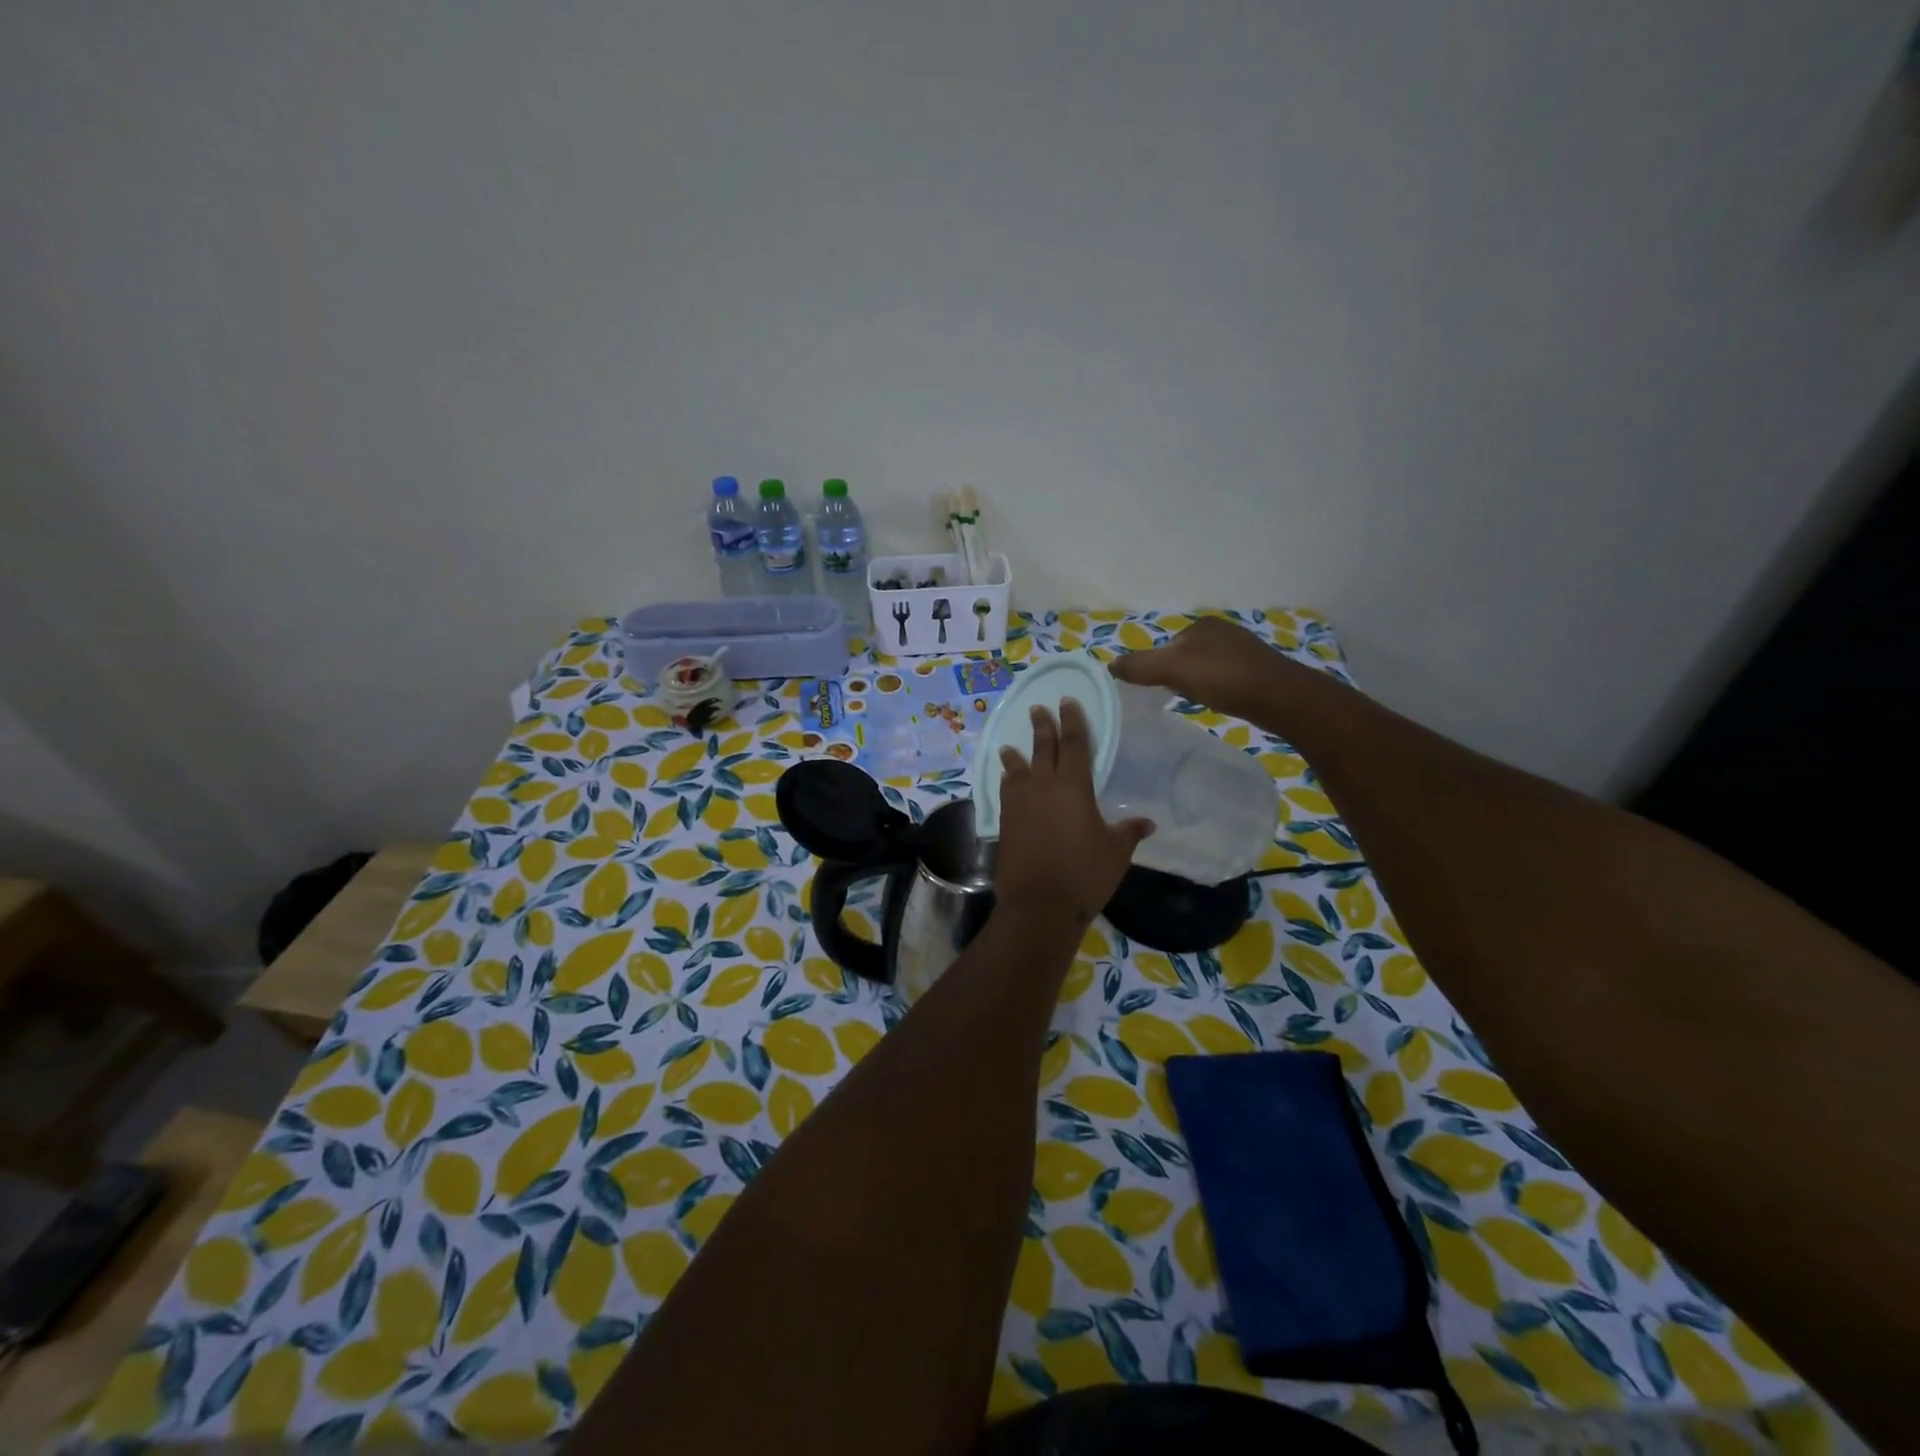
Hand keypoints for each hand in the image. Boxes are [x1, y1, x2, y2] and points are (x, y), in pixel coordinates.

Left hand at [994, 700, 1151, 926]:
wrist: (1039, 905)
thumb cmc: (1084, 874)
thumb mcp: (1116, 852)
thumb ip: (1129, 831)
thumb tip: (1148, 822)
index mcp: (1073, 786)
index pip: (1074, 743)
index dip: (1073, 721)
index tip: (1068, 702)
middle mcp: (1043, 786)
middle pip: (1042, 748)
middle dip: (1042, 726)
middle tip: (1038, 709)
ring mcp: (1020, 803)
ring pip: (1017, 769)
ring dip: (1015, 754)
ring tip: (1009, 745)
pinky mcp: (1005, 822)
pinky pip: (1006, 791)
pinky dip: (1006, 781)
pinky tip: (1006, 781)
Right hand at [1109, 616, 1286, 719]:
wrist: (1278, 696)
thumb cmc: (1222, 677)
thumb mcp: (1171, 669)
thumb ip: (1139, 666)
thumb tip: (1110, 665)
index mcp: (1201, 625)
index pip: (1167, 645)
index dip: (1158, 668)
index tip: (1157, 689)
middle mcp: (1223, 631)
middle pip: (1186, 656)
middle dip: (1178, 675)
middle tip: (1177, 697)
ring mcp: (1244, 650)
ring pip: (1207, 668)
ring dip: (1198, 683)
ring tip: (1199, 701)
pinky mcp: (1258, 671)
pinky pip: (1226, 679)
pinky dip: (1218, 689)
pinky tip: (1221, 702)